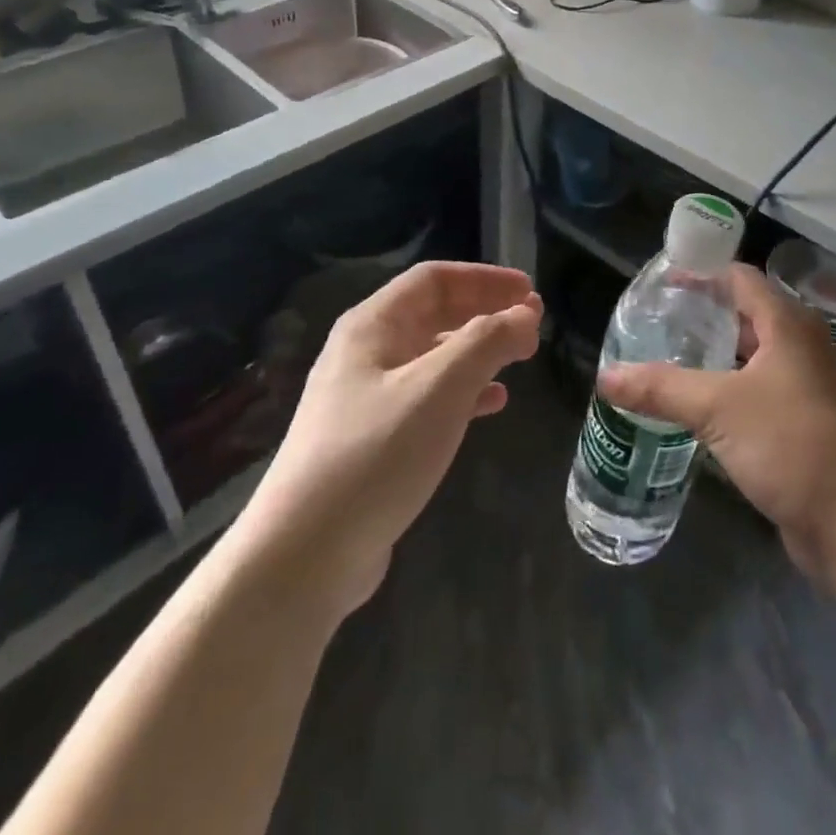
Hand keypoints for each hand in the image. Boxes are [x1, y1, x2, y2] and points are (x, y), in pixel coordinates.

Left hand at [237, 262, 539, 618]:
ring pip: (433, 356)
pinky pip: (427, 397)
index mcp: (372, 326)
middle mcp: (365, 353)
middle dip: (486, 312)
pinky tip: (492, 404)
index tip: (529, 291)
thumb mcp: (440, 388)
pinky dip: (464, 392)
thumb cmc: (375, 454)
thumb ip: (487, 342)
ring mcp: (366, 397)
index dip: (485, 278)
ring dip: (479, 351)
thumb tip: (526, 314)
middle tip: (533, 323)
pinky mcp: (373, 439)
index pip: (434, 279)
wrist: (303, 556)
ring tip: (521, 359)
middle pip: (434, 313)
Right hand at [598, 263, 835, 581]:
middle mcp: (800, 346)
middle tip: (654, 322)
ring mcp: (804, 386)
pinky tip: (693, 404)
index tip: (659, 282)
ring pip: (750, 356)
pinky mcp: (802, 423)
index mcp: (788, 324)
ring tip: (665, 358)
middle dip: (701, 315)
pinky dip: (725, 389)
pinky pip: (756, 392)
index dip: (700, 273)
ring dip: (712, 355)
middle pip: (745, 314)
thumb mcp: (719, 408)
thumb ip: (661, 388)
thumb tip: (605, 375)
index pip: (738, 278)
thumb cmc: (793, 444)